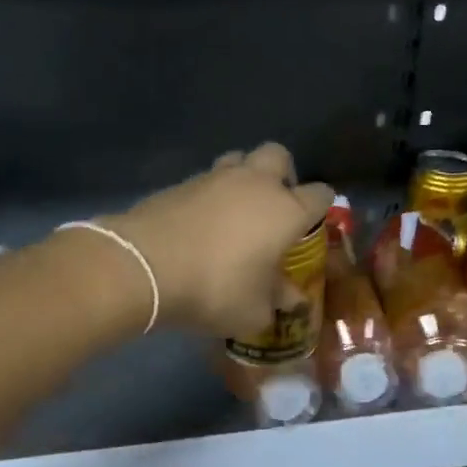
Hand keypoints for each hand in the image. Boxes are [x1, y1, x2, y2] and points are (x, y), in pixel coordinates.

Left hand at [108, 143, 333, 337]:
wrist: (144, 266)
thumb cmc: (215, 288)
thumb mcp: (253, 311)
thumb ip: (277, 302)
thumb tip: (291, 300)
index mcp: (286, 210)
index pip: (320, 194)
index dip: (322, 206)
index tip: (314, 223)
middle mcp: (256, 183)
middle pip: (279, 155)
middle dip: (283, 174)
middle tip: (275, 204)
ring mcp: (215, 177)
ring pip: (239, 158)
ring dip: (244, 176)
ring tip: (236, 208)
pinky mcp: (181, 183)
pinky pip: (206, 179)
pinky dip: (210, 194)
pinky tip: (202, 222)